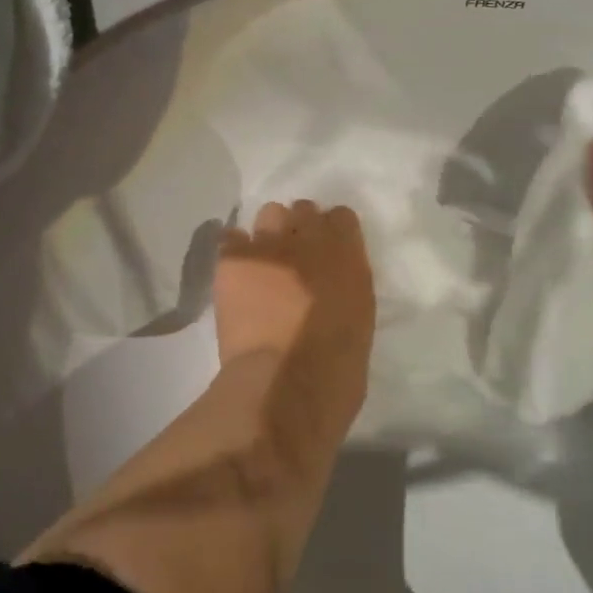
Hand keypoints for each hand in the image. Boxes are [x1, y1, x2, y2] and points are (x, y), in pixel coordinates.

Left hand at [214, 201, 374, 426]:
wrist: (285, 383)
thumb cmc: (336, 365)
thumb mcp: (360, 315)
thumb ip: (346, 282)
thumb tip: (332, 277)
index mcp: (347, 253)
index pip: (341, 217)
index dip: (333, 232)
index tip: (328, 252)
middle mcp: (309, 236)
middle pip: (303, 210)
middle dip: (300, 229)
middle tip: (294, 258)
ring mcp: (268, 244)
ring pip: (268, 214)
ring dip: (270, 234)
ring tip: (264, 263)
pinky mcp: (233, 260)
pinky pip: (232, 237)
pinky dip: (237, 250)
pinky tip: (237, 272)